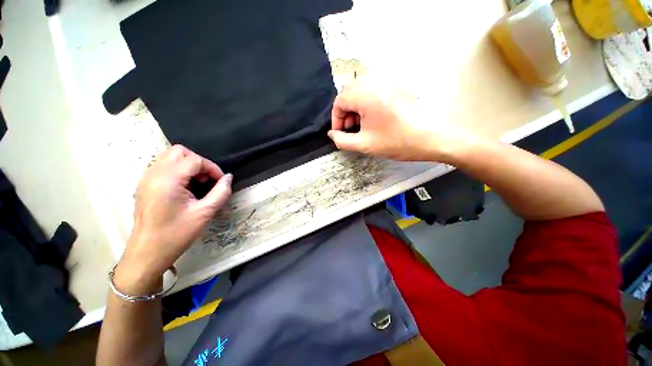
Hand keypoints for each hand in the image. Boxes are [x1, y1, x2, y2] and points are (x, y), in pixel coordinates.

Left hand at [115, 145, 231, 293]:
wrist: (147, 253)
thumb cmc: (176, 234)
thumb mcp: (205, 213)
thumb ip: (221, 192)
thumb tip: (228, 177)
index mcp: (168, 180)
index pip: (195, 160)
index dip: (213, 168)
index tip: (221, 182)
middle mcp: (154, 174)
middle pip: (180, 152)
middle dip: (199, 162)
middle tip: (207, 180)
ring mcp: (146, 179)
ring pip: (170, 157)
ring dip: (188, 165)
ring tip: (197, 183)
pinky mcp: (144, 185)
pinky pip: (163, 167)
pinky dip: (178, 171)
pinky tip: (185, 188)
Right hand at [328, 82, 469, 161]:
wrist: (433, 137)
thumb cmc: (397, 142)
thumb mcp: (365, 145)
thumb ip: (342, 140)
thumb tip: (332, 134)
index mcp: (366, 95)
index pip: (339, 100)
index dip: (336, 119)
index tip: (340, 133)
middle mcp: (376, 83)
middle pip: (348, 91)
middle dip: (344, 111)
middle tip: (350, 128)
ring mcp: (388, 83)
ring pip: (360, 89)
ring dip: (354, 106)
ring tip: (360, 124)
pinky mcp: (396, 88)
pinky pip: (373, 90)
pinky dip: (366, 102)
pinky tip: (372, 118)